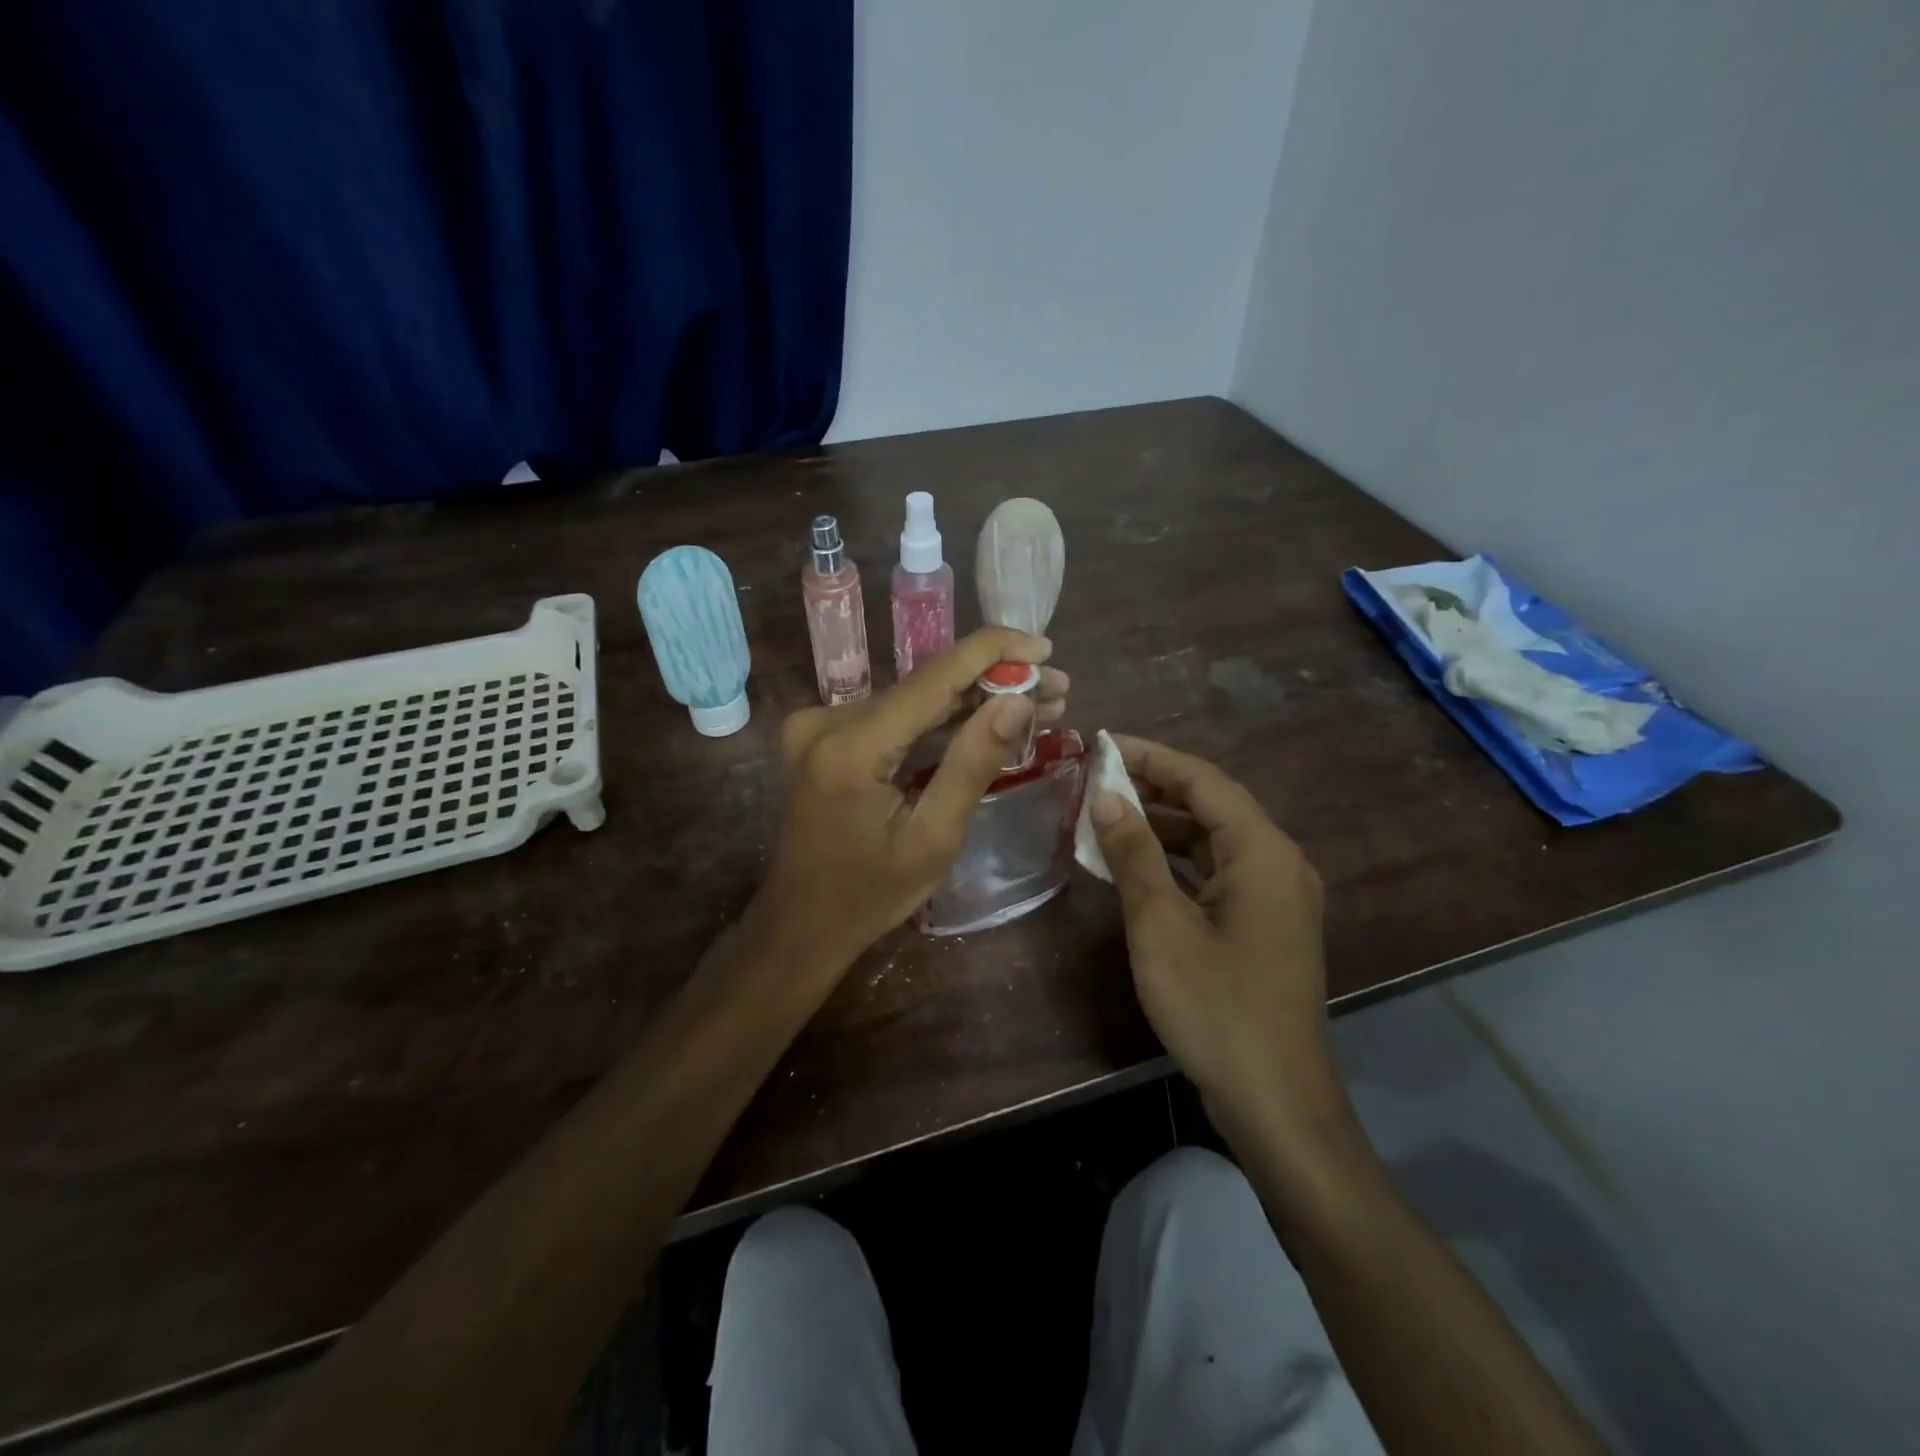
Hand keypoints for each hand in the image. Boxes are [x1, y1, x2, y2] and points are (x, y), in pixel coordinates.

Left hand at [755, 628, 1068, 974]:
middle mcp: (826, 721)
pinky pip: (892, 717)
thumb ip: (973, 764)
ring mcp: (818, 726)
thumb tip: (1019, 700)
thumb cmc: (870, 895)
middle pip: (925, 685)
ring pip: (912, 699)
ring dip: (970, 700)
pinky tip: (983, 717)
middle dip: (993, 682)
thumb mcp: (933, 838)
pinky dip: (937, 719)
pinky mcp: (823, 737)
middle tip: (1056, 690)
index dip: (993, 653)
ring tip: (1035, 703)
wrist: (801, 924)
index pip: (933, 678)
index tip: (1044, 647)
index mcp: (851, 747)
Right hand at [1088, 736, 1347, 1146]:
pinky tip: (1137, 867)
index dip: (1151, 757)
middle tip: (1096, 779)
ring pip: (1213, 841)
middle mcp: (1279, 862)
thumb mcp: (1160, 924)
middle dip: (1154, 788)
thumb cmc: (1215, 1006)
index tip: (1102, 745)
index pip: (1203, 780)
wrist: (1275, 1101)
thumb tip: (1106, 796)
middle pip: (1212, 805)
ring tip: (1106, 816)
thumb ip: (1133, 853)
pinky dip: (1177, 862)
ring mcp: (1276, 897)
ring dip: (1163, 826)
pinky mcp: (1265, 926)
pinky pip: (1217, 873)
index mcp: (1263, 851)